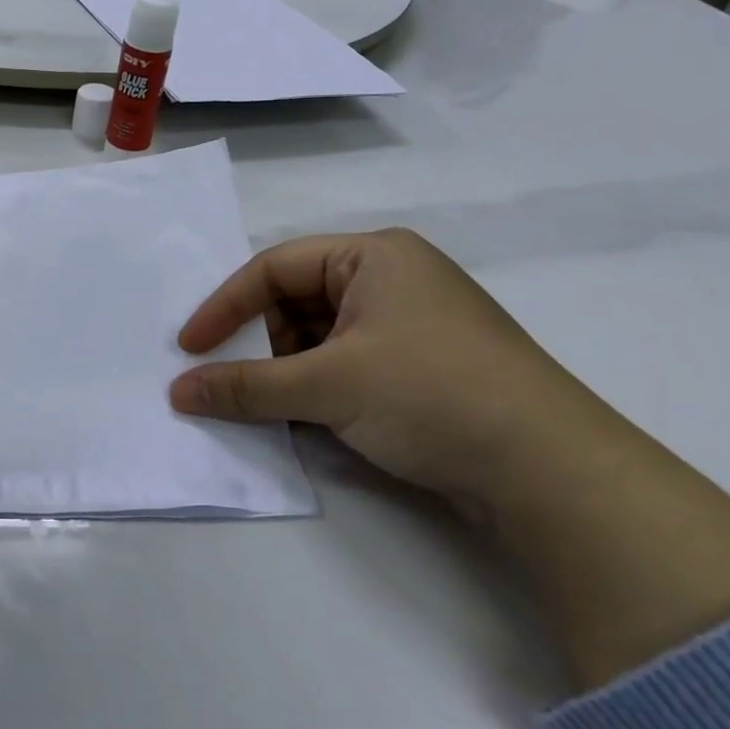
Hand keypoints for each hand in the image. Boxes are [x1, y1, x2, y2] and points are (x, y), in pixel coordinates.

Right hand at [170, 229, 729, 687]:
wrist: (553, 472)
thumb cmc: (430, 394)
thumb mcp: (327, 386)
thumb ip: (244, 387)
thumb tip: (176, 393)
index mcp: (373, 256)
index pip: (274, 268)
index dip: (224, 307)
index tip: (189, 349)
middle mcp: (392, 278)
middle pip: (296, 301)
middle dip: (262, 343)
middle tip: (238, 382)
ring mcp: (411, 323)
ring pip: (320, 336)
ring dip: (290, 370)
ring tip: (279, 407)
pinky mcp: (424, 365)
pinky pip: (348, 362)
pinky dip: (321, 387)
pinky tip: (313, 419)